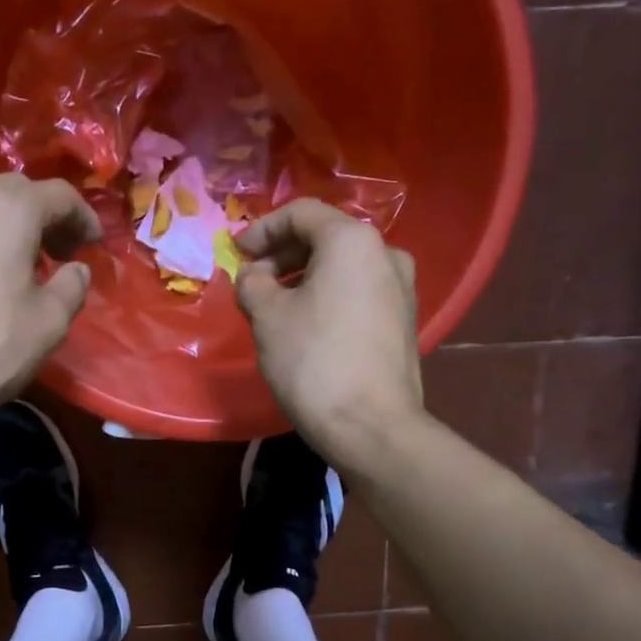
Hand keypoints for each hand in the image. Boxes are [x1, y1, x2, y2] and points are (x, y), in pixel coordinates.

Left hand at [0, 174, 99, 435]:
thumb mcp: (48, 324)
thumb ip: (71, 288)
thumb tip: (75, 270)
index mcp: (9, 209)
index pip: (60, 195)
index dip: (84, 218)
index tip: (93, 245)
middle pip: (14, 191)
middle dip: (42, 217)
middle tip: (57, 253)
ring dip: (3, 228)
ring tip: (14, 267)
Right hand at [236, 200, 424, 470]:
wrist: (372, 426)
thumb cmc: (314, 361)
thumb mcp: (267, 317)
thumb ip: (252, 283)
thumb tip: (254, 276)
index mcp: (353, 241)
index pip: (301, 214)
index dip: (262, 229)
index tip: (236, 254)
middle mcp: (386, 253)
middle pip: (325, 238)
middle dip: (282, 255)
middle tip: (252, 282)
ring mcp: (402, 288)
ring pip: (343, 267)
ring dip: (303, 277)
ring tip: (274, 307)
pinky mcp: (404, 320)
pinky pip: (358, 292)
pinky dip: (327, 296)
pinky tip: (306, 326)